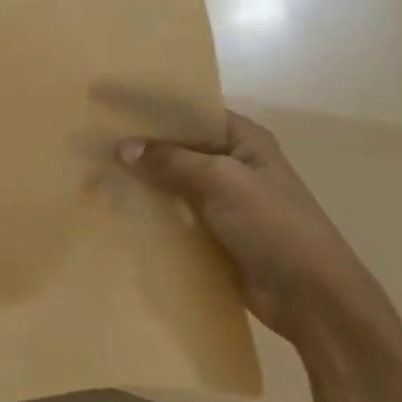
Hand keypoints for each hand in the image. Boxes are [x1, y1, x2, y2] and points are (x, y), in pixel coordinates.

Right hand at [118, 112, 380, 344]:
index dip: (151, 106)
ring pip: (170, 181)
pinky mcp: (211, 232)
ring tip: (92, 171)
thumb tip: (123, 147)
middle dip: (139, 144)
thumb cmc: (274, 226)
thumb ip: (170, 161)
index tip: (108, 102)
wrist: (311, 299)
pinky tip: (113, 207)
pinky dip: (147, 210)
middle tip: (90, 138)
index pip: (191, 110)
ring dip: (139, 179)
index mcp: (244, 139)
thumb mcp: (222, 181)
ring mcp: (222, 200)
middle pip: (177, 145)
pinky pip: (172, 213)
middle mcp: (232, 163)